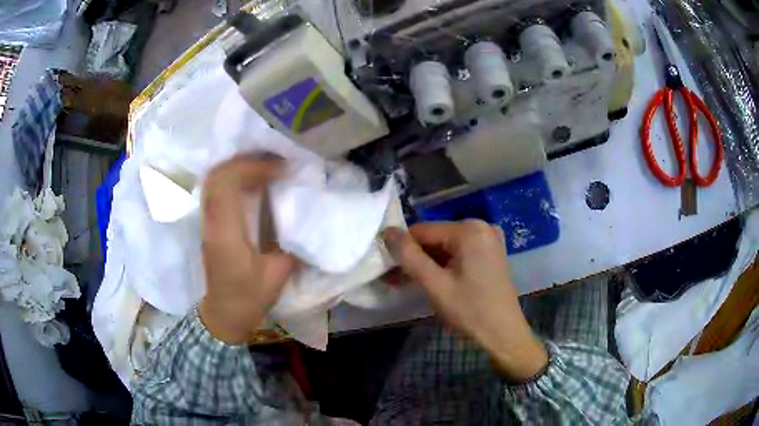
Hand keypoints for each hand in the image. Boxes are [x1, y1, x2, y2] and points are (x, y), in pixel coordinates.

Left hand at [198, 155, 295, 344]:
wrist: (224, 314)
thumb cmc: (248, 298)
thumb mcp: (277, 274)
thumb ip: (290, 243)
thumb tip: (305, 217)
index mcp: (226, 233)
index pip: (228, 184)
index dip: (254, 168)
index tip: (282, 170)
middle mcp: (211, 222)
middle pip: (216, 174)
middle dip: (245, 160)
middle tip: (274, 161)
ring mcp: (207, 222)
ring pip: (213, 180)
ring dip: (238, 167)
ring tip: (265, 167)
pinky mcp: (209, 224)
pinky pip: (216, 190)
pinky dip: (233, 178)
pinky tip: (253, 183)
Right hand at [384, 220, 547, 380]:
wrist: (504, 334)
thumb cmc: (470, 310)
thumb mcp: (435, 284)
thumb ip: (409, 256)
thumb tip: (387, 231)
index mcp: (469, 229)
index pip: (422, 230)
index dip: (402, 249)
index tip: (388, 270)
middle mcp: (481, 227)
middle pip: (435, 238)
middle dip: (415, 258)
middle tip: (396, 281)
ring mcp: (489, 240)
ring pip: (446, 247)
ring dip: (427, 264)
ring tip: (409, 284)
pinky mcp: (491, 253)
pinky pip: (459, 253)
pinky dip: (444, 266)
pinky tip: (432, 281)